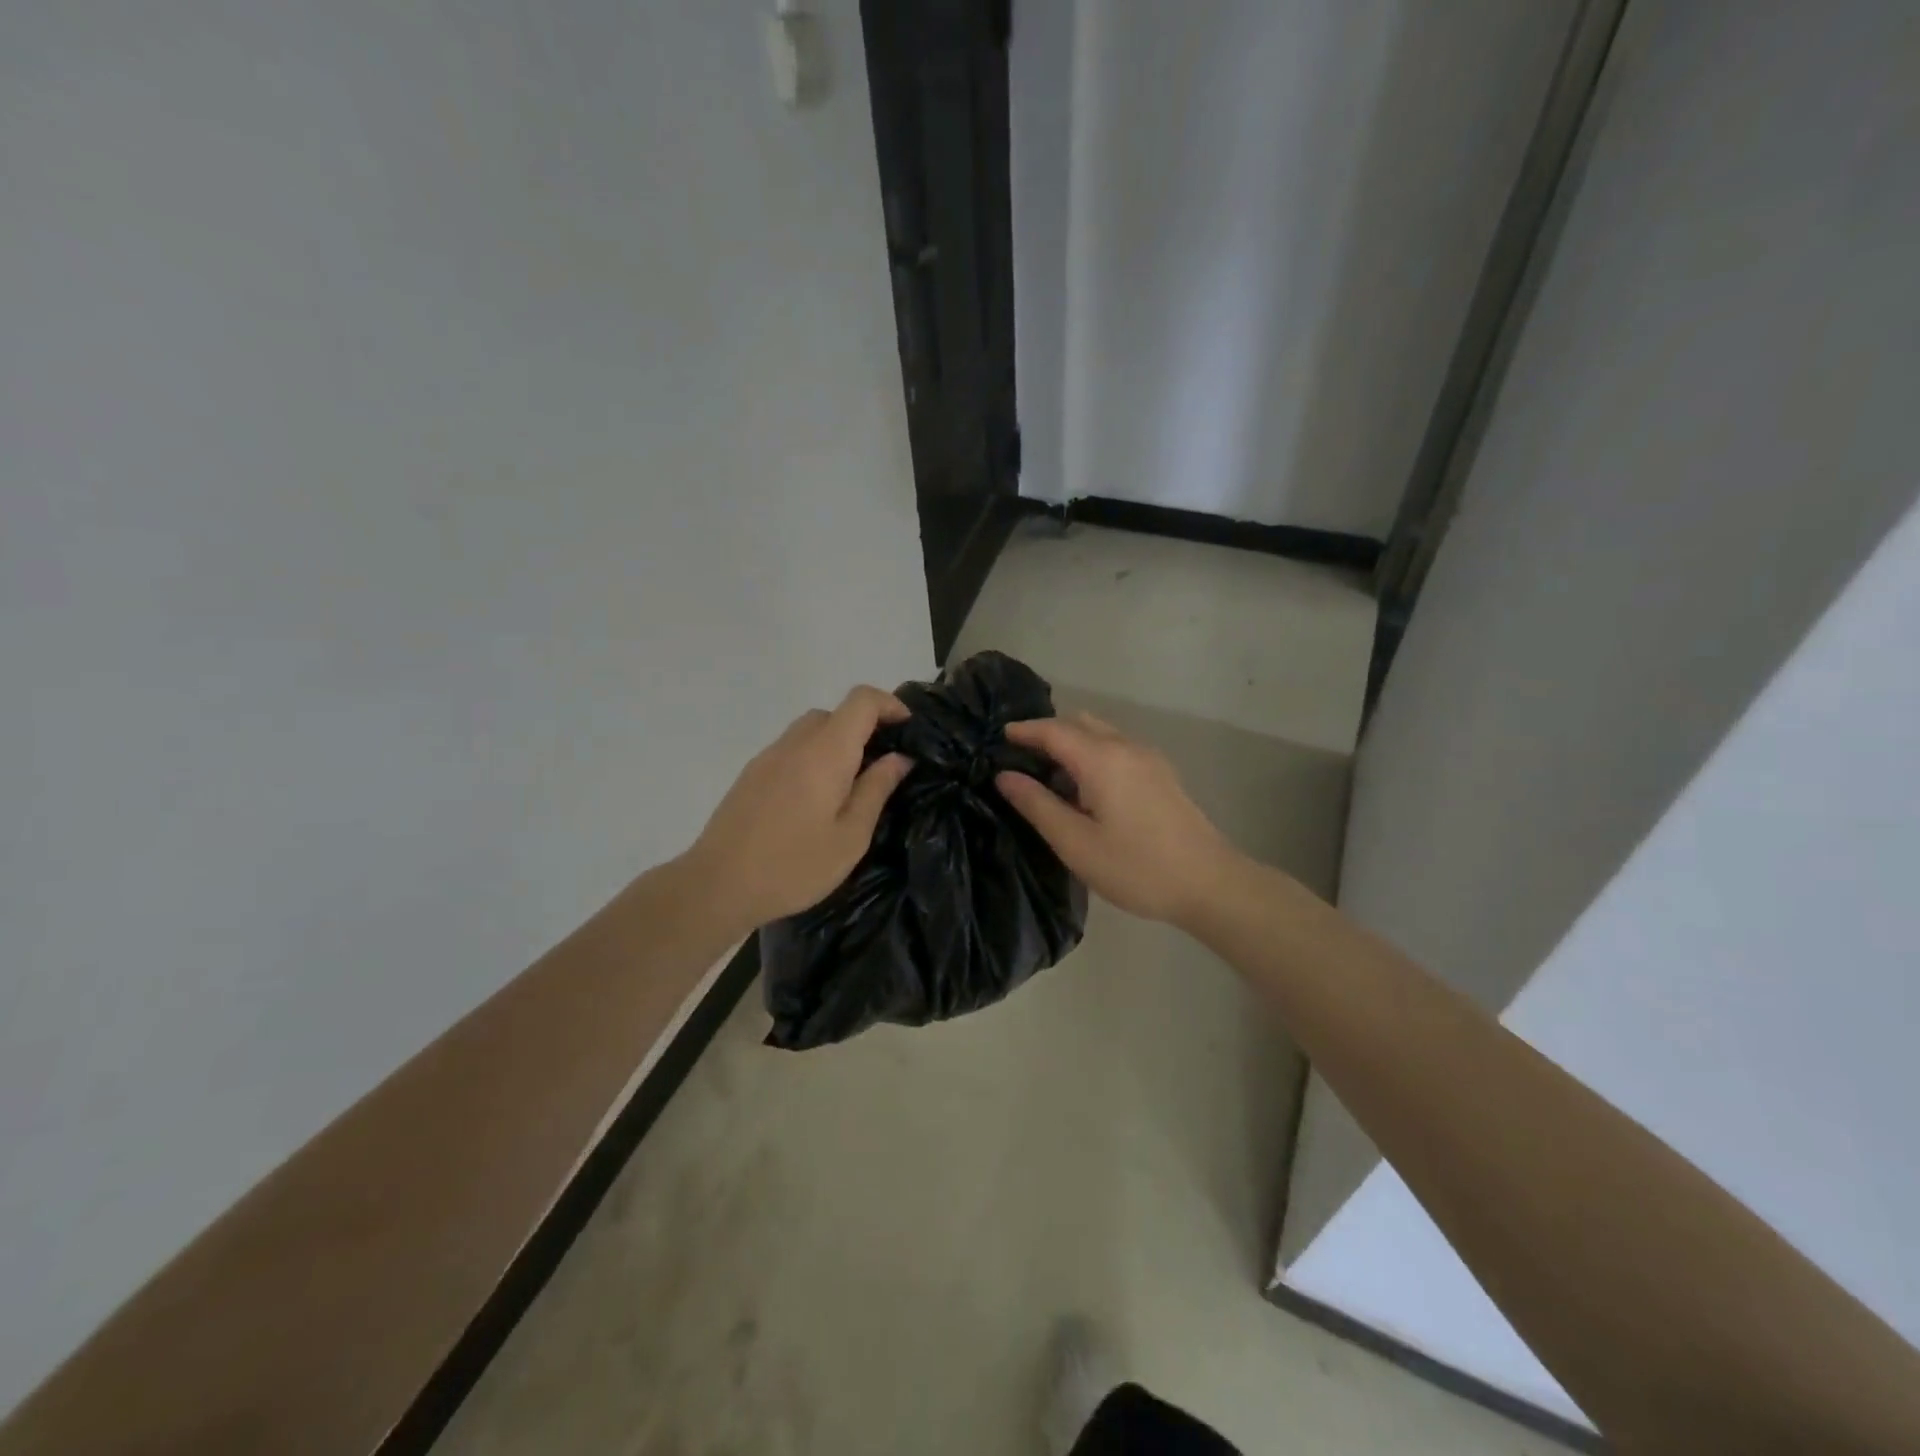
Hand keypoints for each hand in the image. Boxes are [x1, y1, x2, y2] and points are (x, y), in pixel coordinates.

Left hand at [687, 685, 913, 932]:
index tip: (907, 727)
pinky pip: (790, 750)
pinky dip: (812, 758)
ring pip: (810, 730)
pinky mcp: (750, 775)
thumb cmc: (794, 866)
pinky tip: (813, 801)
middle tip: (881, 768)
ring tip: (849, 787)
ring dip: (836, 744)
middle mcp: (795, 743)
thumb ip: (876, 789)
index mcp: (825, 753)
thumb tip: (898, 758)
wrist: (717, 886)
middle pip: (835, 713)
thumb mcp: (850, 836)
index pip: (861, 701)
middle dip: (864, 728)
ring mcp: (767, 757)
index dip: (889, 704)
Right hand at [995, 711, 1237, 926]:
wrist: (1209, 884)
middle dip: (1047, 732)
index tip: (999, 737)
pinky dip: (1093, 752)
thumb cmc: (1136, 867)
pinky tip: (1086, 786)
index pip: (1054, 730)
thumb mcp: (1076, 843)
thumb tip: (1005, 777)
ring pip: (1101, 733)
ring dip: (1072, 742)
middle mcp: (1126, 747)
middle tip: (1020, 756)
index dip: (1024, 730)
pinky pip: (1117, 747)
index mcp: (1102, 759)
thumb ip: (1037, 805)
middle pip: (1079, 723)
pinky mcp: (1161, 773)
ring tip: (1049, 773)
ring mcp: (1149, 758)